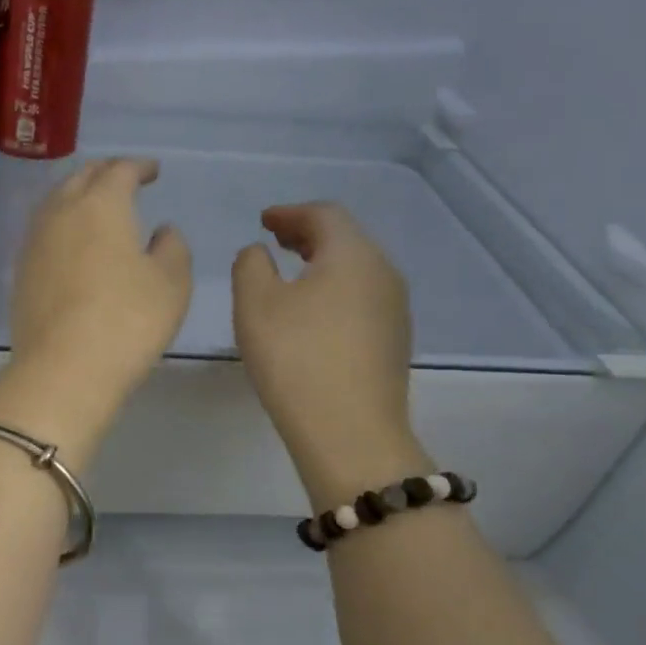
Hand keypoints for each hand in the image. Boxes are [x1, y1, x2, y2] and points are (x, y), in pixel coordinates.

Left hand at [0, 159, 191, 462]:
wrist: (63, 370)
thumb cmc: (127, 321)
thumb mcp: (171, 283)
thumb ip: (172, 248)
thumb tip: (161, 231)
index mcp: (101, 205)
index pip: (120, 170)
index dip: (139, 166)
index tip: (152, 171)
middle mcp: (61, 213)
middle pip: (81, 178)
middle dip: (105, 173)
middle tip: (123, 179)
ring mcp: (34, 242)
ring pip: (55, 202)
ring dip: (77, 196)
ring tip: (95, 207)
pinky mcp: (21, 272)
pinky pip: (43, 232)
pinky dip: (62, 225)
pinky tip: (72, 242)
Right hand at [233, 202, 430, 508]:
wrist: (350, 432)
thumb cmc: (296, 358)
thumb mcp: (255, 304)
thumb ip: (251, 265)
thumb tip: (260, 253)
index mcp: (352, 254)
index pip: (324, 214)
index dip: (290, 212)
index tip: (263, 220)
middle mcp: (383, 272)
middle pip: (346, 238)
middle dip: (307, 234)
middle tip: (274, 240)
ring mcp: (394, 309)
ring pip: (356, 269)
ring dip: (321, 263)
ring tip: (290, 274)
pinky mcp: (394, 341)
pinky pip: (361, 297)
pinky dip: (334, 290)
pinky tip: (313, 314)